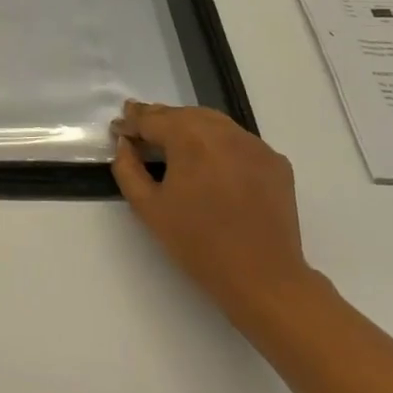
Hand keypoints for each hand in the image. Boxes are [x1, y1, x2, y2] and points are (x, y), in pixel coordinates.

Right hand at [111, 100, 317, 321]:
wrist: (263, 277)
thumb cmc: (198, 244)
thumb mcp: (149, 208)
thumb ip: (128, 169)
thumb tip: (125, 144)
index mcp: (190, 138)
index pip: (153, 119)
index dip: (131, 121)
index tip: (118, 127)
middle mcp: (224, 131)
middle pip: (183, 114)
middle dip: (159, 119)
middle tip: (140, 127)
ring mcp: (254, 144)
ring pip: (213, 122)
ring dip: (189, 126)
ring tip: (172, 139)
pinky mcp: (274, 161)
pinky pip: (238, 141)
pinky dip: (219, 143)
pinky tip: (211, 162)